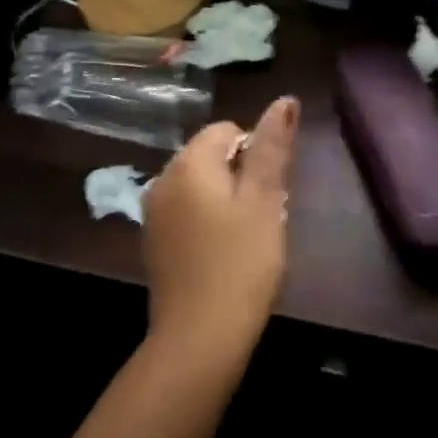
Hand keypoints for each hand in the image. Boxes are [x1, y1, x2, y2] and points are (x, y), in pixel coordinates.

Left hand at [142, 96, 298, 364]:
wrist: (198, 337)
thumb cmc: (240, 264)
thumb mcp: (265, 201)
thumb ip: (272, 148)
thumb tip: (285, 100)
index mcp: (188, 162)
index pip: (225, 130)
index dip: (254, 153)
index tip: (269, 193)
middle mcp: (162, 178)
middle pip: (209, 157)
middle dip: (239, 176)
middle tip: (262, 218)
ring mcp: (153, 212)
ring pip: (198, 187)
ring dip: (224, 201)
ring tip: (245, 239)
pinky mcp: (153, 241)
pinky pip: (185, 213)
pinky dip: (206, 222)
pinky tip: (222, 254)